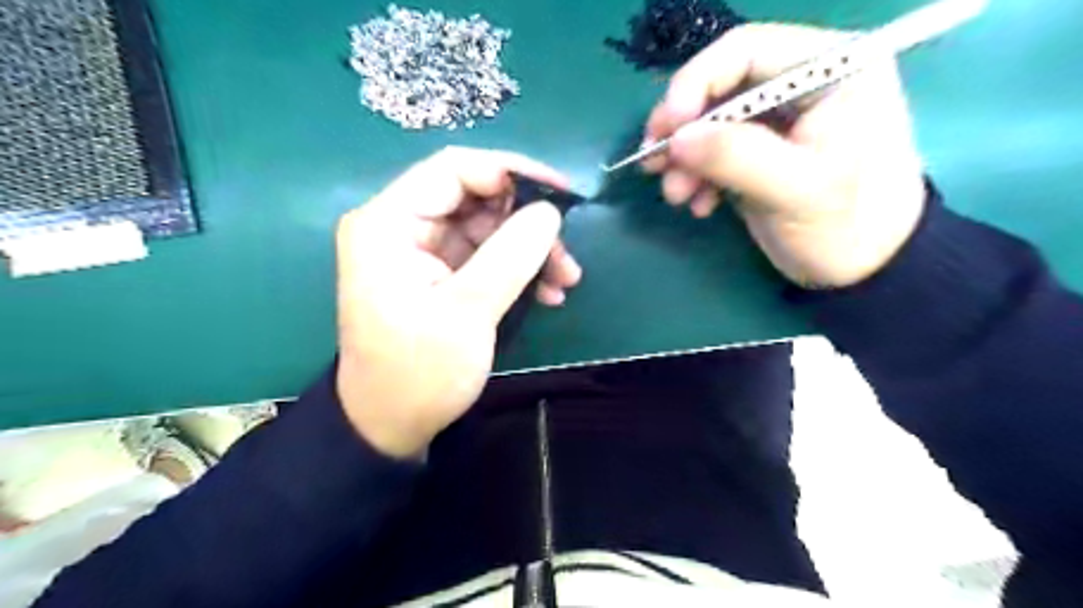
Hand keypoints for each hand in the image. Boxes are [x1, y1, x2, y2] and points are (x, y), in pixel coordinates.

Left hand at [336, 148, 584, 456]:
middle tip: (565, 254)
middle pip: (475, 198)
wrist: (392, 425)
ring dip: (530, 249)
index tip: (561, 193)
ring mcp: (422, 251)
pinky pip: (486, 255)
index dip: (510, 171)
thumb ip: (510, 255)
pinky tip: (548, 294)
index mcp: (389, 223)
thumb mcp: (468, 312)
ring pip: (488, 227)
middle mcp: (402, 227)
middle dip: (526, 221)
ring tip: (565, 281)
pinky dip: (518, 269)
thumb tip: (550, 211)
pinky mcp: (439, 274)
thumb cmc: (419, 372)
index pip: (453, 169)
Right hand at [646, 24, 926, 289]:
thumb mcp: (798, 190)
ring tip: (676, 196)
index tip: (667, 127)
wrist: (864, 270)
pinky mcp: (759, 152)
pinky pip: (713, 152)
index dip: (696, 82)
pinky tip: (700, 204)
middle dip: (683, 128)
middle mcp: (802, 83)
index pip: (747, 50)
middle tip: (653, 163)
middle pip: (720, 87)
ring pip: (710, 122)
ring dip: (684, 159)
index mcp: (832, 68)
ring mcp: (777, 120)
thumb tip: (677, 139)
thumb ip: (738, 157)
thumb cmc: (848, 225)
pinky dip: (697, 176)